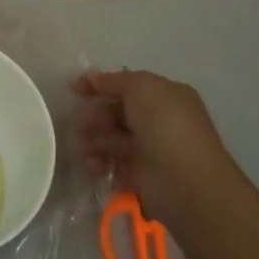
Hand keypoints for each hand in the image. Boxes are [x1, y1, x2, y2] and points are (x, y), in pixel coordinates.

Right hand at [71, 69, 236, 232]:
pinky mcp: (139, 175)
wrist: (185, 181)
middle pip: (116, 112)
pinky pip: (112, 163)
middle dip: (94, 115)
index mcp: (165, 96)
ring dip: (92, 139)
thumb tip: (89, 77)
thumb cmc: (165, 125)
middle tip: (79, 122)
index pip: (127, 86)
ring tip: (81, 146)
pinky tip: (90, 163)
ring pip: (111, 138)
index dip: (99, 85)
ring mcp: (149, 149)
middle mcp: (158, 121)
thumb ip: (113, 81)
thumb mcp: (141, 87)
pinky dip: (97, 162)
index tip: (72, 88)